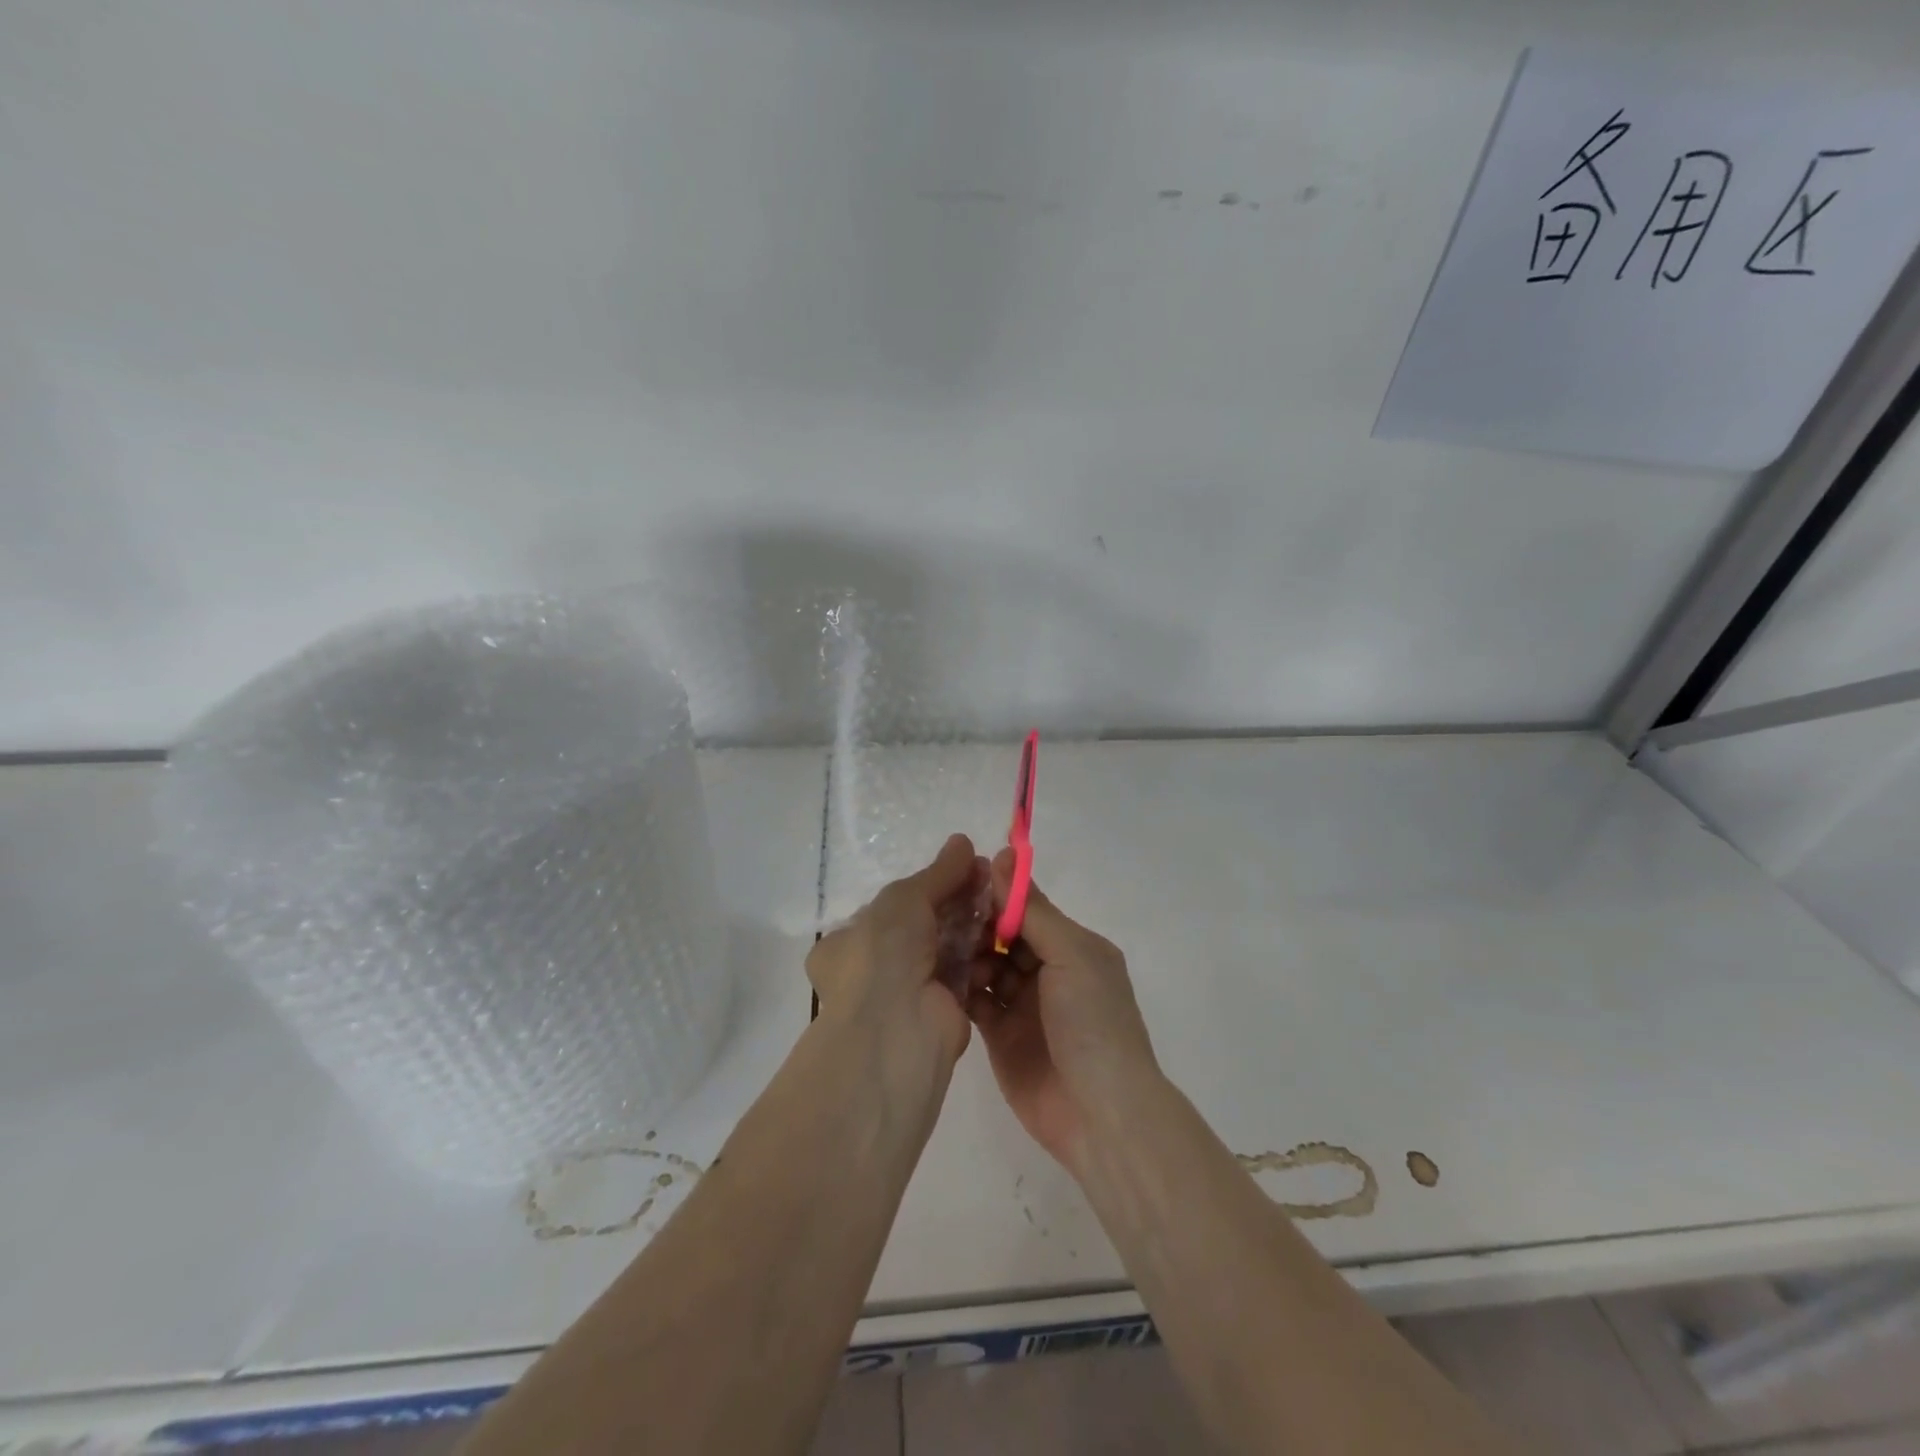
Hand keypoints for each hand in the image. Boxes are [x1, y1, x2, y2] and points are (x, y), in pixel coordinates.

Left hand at [807, 834, 988, 1084]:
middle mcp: (873, 969)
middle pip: (922, 925)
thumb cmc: (883, 953)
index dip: (927, 886)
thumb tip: (963, 841)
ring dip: (972, 923)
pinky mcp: (943, 1010)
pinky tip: (1005, 929)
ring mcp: (908, 993)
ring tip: (1002, 896)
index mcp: (847, 944)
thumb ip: (937, 872)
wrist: (896, 1030)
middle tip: (988, 875)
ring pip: (946, 947)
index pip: (890, 908)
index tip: (961, 867)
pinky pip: (965, 972)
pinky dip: (983, 953)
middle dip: (955, 900)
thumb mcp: (905, 898)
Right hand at [968, 850, 1159, 1170]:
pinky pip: (976, 1000)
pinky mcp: (1000, 1035)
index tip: (960, 878)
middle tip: (940, 913)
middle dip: (977, 924)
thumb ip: (1033, 911)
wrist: (1099, 1114)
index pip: (1029, 910)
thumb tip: (1004, 857)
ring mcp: (1023, 1005)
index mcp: (1073, 947)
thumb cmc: (1092, 1023)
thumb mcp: (1071, 955)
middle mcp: (1049, 971)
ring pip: (987, 965)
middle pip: (1004, 936)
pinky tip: (935, 975)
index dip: (998, 894)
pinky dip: (959, 987)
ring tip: (938, 947)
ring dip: (966, 954)